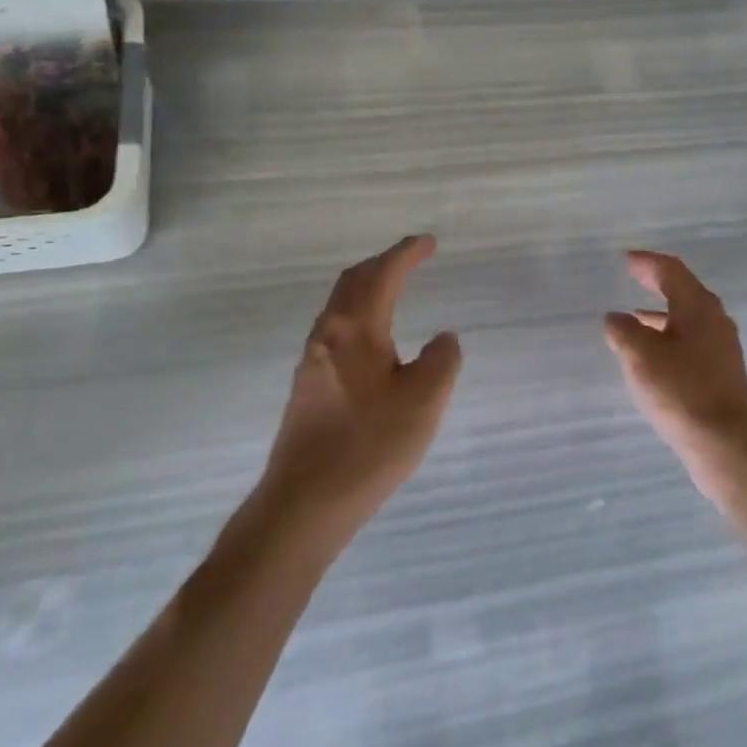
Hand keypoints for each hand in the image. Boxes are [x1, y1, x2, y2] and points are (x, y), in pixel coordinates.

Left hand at [260, 235, 461, 533]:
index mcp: (356, 328)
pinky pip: (336, 328)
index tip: (429, 242)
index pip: (383, 274)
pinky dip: (359, 312)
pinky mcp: (308, 385)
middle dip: (383, 263)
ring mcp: (313, 360)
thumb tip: (442, 339)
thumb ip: (442, 360)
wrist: (304, 503)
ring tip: (394, 289)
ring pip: (341, 304)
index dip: (407, 253)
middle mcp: (328, 334)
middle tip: (412, 258)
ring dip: (368, 286)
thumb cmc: (370, 445)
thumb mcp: (425, 400)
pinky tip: (374, 338)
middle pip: (353, 281)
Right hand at [603, 251, 746, 507]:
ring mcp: (721, 346)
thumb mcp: (641, 356)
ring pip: (688, 317)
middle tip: (633, 276)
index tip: (626, 259)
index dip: (647, 262)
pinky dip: (669, 335)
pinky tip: (653, 355)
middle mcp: (714, 319)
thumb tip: (616, 318)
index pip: (671, 270)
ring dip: (661, 312)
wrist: (726, 445)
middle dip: (657, 282)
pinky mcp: (721, 371)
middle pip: (683, 290)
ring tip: (634, 317)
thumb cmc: (681, 391)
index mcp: (697, 306)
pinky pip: (691, 340)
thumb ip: (624, 330)